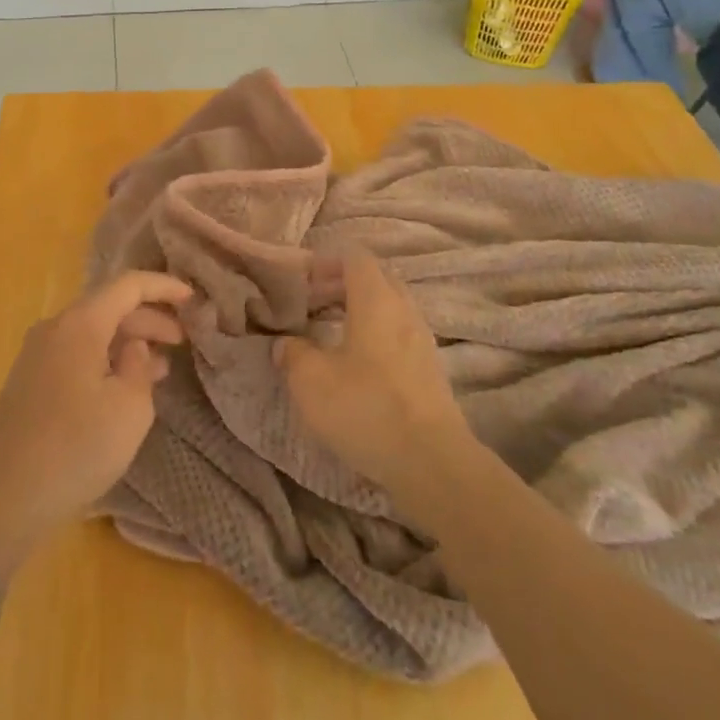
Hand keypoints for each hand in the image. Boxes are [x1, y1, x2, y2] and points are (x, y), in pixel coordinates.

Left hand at [0, 271, 191, 541]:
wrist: (6, 496)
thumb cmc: (77, 447)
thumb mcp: (130, 408)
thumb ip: (140, 366)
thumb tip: (133, 347)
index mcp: (80, 324)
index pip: (128, 285)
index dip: (163, 286)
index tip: (192, 298)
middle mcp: (55, 328)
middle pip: (109, 307)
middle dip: (149, 319)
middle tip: (182, 340)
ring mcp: (37, 353)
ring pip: (92, 331)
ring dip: (128, 342)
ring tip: (161, 365)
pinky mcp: (30, 380)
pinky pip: (76, 353)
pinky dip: (105, 359)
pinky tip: (124, 385)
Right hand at [274, 249, 471, 496]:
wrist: (431, 463)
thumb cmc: (366, 407)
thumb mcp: (310, 381)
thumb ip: (293, 353)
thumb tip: (287, 342)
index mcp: (375, 299)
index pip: (354, 256)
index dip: (325, 261)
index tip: (301, 280)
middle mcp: (404, 310)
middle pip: (375, 278)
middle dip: (341, 284)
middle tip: (312, 303)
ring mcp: (422, 340)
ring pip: (389, 307)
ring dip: (360, 311)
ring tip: (330, 333)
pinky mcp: (431, 370)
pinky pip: (399, 335)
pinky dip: (376, 336)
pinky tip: (357, 365)